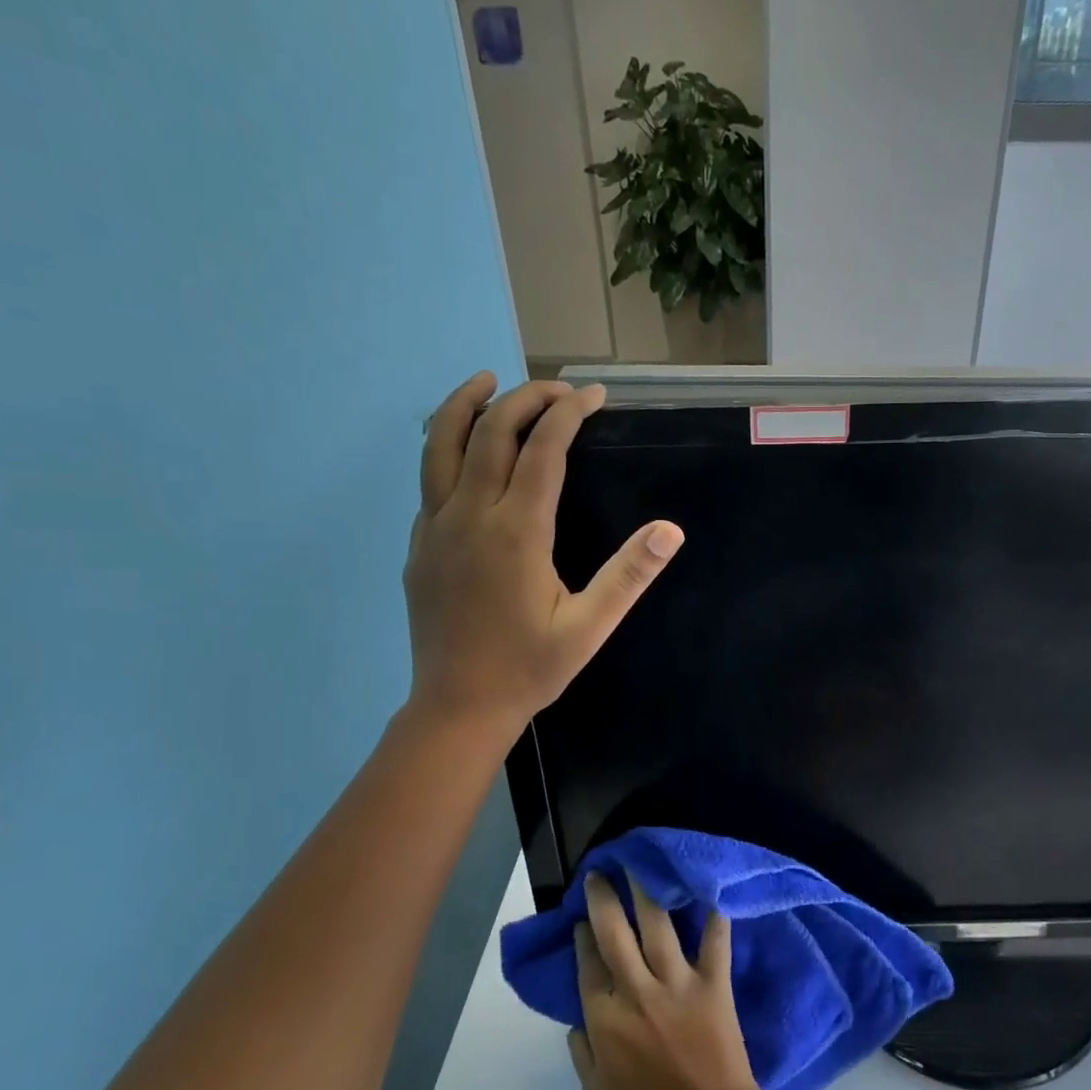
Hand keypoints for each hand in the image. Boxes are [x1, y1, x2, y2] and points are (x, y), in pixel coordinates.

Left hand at [404, 373, 683, 740]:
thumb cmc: (529, 668)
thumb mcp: (589, 627)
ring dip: (466, 405)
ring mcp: (435, 527)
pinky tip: (467, 453)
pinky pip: (429, 478)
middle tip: (557, 388)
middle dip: (525, 398)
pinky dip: (448, 446)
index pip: (543, 449)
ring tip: (486, 381)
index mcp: (516, 531)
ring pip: (440, 444)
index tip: (594, 395)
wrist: (456, 708)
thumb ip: (629, 575)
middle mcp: (469, 515)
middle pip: (491, 431)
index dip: (569, 413)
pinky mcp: (419, 544)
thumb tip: (671, 530)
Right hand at [570, 872, 772, 1089]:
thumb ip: (582, 1054)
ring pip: (657, 926)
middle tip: (600, 873)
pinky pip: (714, 942)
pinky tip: (712, 888)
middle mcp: (637, 992)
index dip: (583, 937)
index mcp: (605, 1020)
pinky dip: (715, 915)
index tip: (582, 918)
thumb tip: (575, 1020)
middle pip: (614, 934)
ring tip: (639, 865)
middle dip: (604, 899)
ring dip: (646, 891)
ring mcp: (676, 984)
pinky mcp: (712, 983)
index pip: (588, 965)